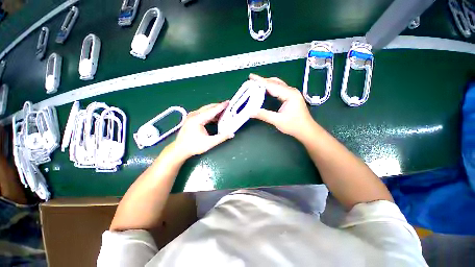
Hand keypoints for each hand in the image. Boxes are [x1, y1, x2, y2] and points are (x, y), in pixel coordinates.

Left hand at [172, 101, 233, 159]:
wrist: (180, 149)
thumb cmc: (194, 146)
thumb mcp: (209, 143)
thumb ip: (221, 138)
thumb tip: (232, 134)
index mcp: (198, 119)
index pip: (212, 110)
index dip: (221, 106)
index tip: (228, 102)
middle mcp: (194, 115)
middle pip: (208, 107)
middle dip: (218, 106)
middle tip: (227, 106)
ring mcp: (192, 116)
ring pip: (205, 109)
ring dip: (214, 109)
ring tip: (223, 111)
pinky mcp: (191, 118)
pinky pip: (203, 113)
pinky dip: (210, 113)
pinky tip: (215, 117)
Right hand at [249, 74, 315, 139]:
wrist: (306, 130)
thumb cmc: (294, 125)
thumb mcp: (278, 121)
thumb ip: (264, 115)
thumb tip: (251, 112)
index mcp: (290, 94)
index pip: (272, 85)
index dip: (261, 81)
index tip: (251, 77)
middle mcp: (291, 91)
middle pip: (275, 82)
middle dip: (263, 80)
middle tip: (252, 79)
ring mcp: (292, 93)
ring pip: (277, 84)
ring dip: (267, 83)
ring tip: (257, 83)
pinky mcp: (291, 97)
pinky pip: (279, 89)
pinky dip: (271, 88)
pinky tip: (265, 89)